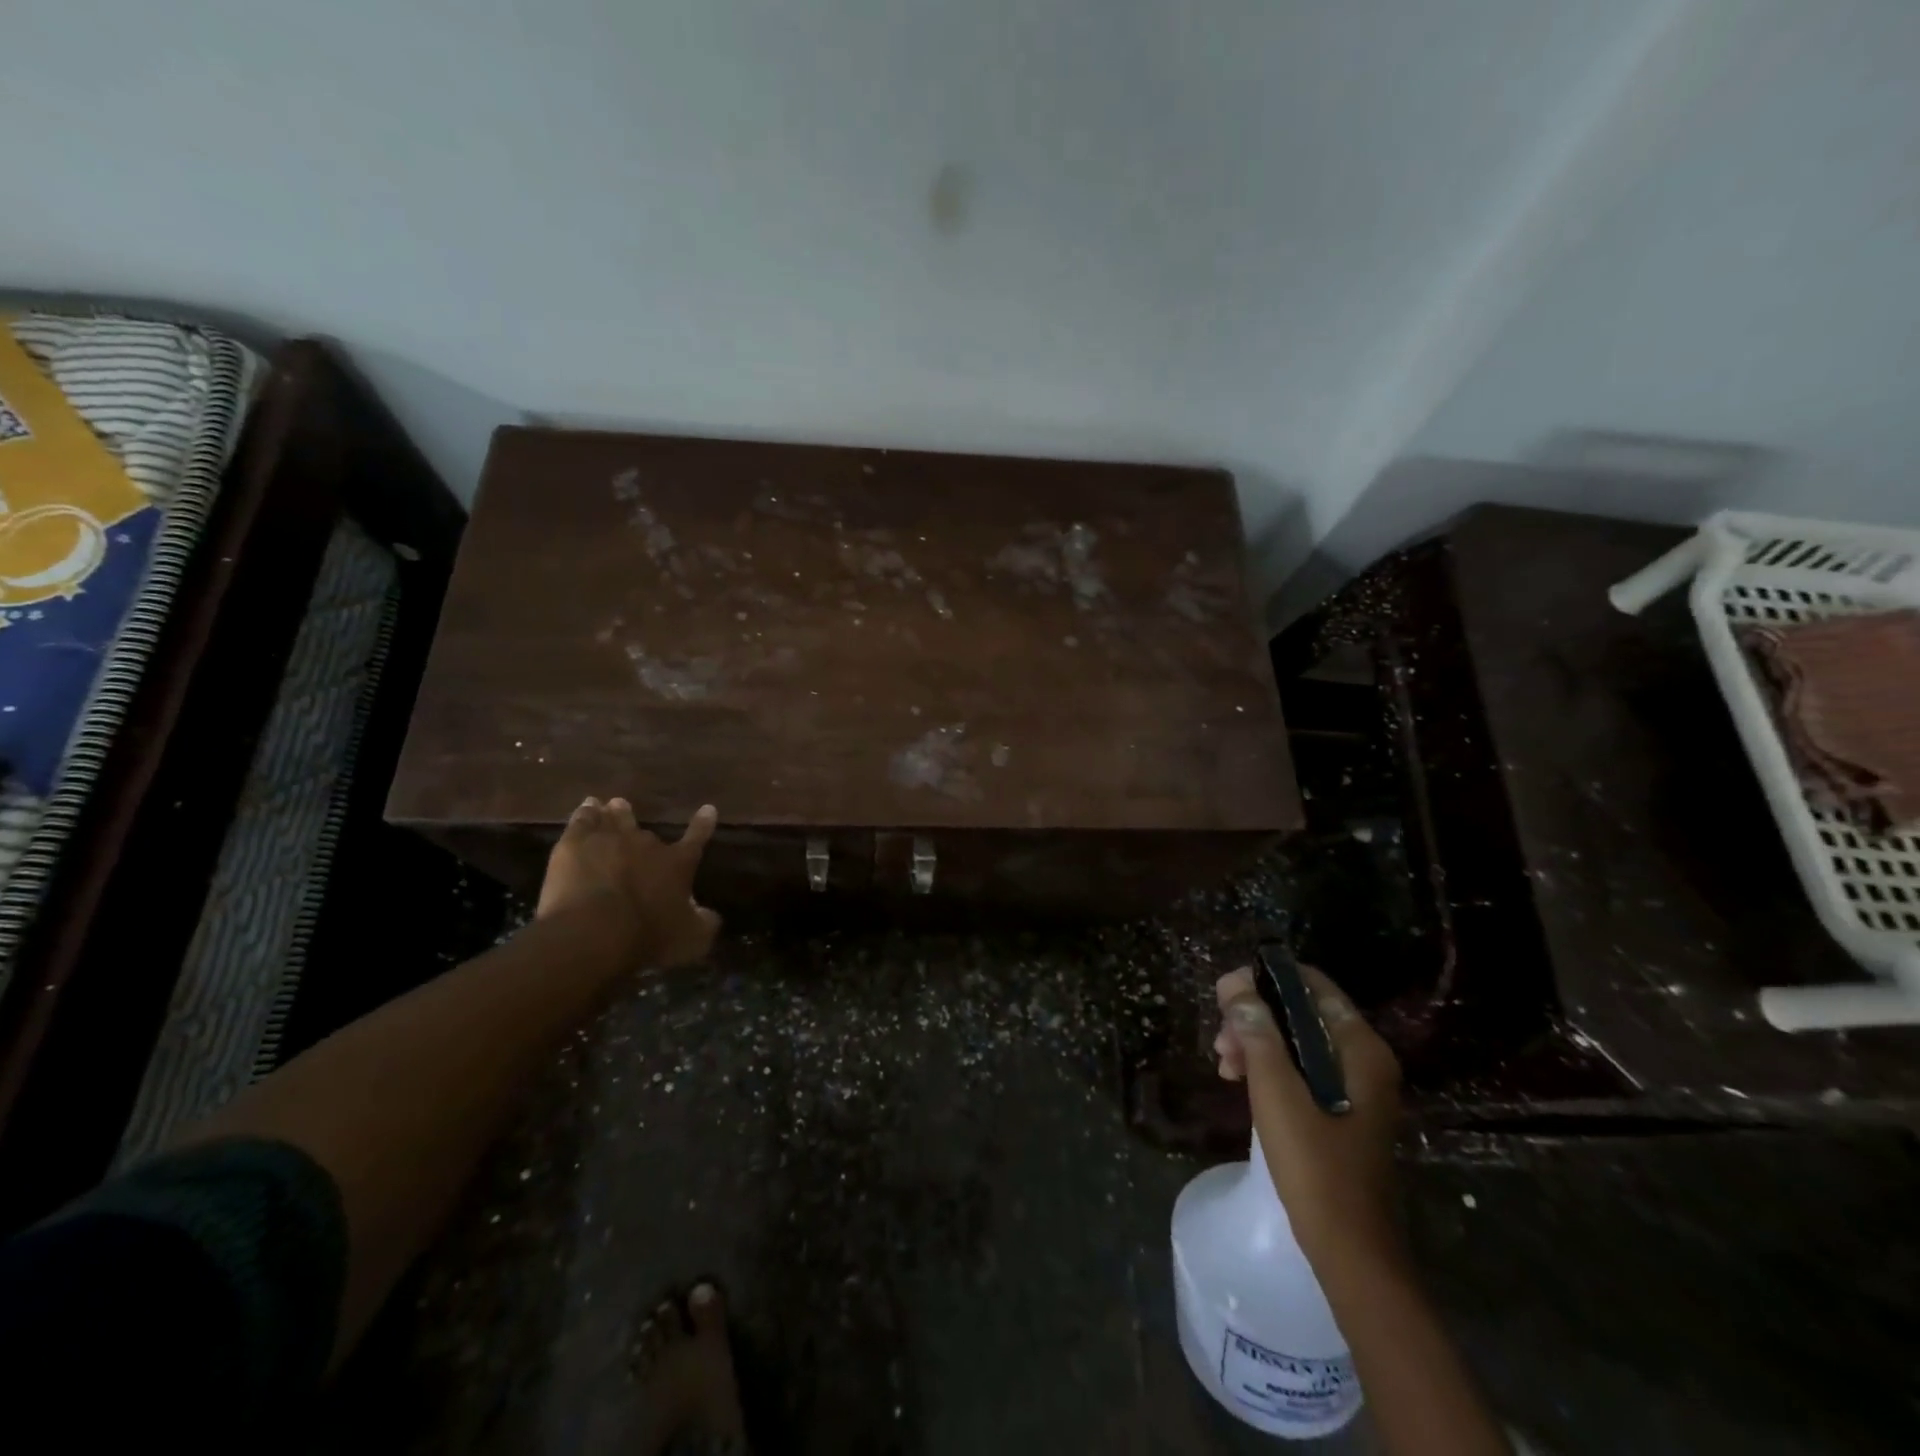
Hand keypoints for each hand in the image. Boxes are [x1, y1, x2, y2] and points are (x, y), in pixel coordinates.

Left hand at [537, 797, 721, 967]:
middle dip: (640, 825)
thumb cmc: (648, 936)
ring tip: (609, 803)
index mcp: (677, 864)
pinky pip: (582, 820)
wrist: (594, 931)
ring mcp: (609, 839)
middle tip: (634, 815)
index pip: (697, 839)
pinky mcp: (574, 844)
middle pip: (645, 831)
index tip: (709, 808)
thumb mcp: (691, 938)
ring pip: (614, 818)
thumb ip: (704, 923)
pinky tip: (586, 807)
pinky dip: (585, 812)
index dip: (703, 824)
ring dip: (614, 811)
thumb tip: (710, 915)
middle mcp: (647, 844)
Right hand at [1214, 964, 1402, 1266]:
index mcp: (1360, 1048)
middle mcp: (1364, 1059)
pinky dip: (1269, 1067)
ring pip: (1296, 1041)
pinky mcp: (1342, 1110)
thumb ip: (1257, 1033)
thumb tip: (1236, 985)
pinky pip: (1301, 1069)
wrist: (1350, 1251)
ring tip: (1223, 1064)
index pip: (1313, 985)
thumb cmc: (1315, 1166)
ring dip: (1256, 1042)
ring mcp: (1355, 1087)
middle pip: (1301, 1013)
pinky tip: (1239, 1081)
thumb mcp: (1276, 1093)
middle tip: (1220, 1038)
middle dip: (1255, 1017)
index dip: (1267, 979)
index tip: (1226, 993)